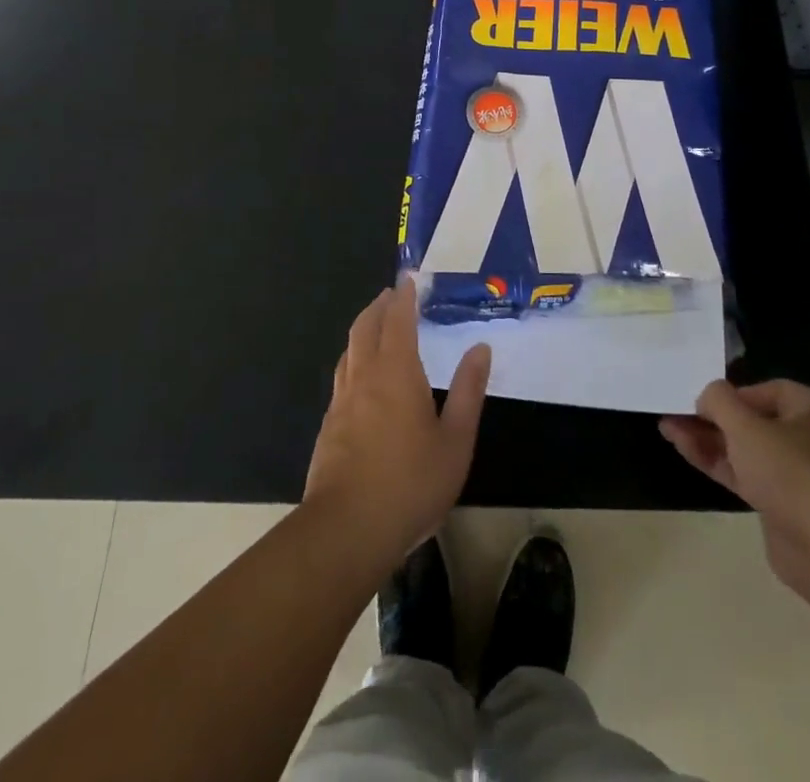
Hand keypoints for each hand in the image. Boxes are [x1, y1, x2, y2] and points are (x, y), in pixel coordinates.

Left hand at [303, 280, 490, 568]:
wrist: (346, 530)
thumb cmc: (410, 483)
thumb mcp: (455, 441)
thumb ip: (468, 391)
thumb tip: (480, 348)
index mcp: (396, 372)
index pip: (398, 321)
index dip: (404, 298)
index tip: (408, 280)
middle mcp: (364, 376)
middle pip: (365, 328)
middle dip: (378, 306)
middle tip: (391, 295)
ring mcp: (341, 402)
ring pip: (349, 351)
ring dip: (363, 330)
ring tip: (375, 327)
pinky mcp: (329, 427)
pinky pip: (342, 377)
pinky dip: (354, 360)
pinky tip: (361, 378)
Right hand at [660, 380, 809, 603]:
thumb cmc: (793, 472)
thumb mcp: (746, 426)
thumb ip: (719, 401)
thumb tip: (707, 395)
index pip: (768, 391)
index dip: (732, 394)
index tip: (701, 401)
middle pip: (754, 421)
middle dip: (713, 418)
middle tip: (676, 413)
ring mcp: (801, 476)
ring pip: (747, 450)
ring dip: (709, 440)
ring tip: (668, 429)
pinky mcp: (786, 507)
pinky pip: (748, 476)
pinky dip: (719, 463)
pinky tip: (685, 450)